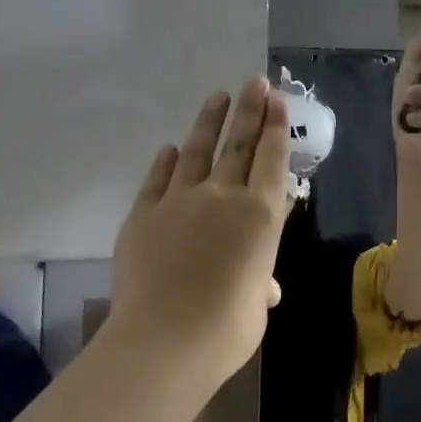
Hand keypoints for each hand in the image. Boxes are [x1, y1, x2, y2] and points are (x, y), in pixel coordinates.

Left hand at [104, 78, 291, 386]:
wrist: (165, 340)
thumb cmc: (228, 327)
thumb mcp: (257, 304)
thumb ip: (260, 283)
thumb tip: (262, 286)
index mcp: (261, 214)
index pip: (272, 158)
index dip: (275, 126)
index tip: (276, 100)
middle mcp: (224, 195)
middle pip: (239, 144)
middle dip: (249, 109)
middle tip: (255, 81)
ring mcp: (180, 200)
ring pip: (198, 150)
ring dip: (209, 121)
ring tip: (218, 97)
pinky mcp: (144, 214)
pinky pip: (158, 179)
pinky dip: (166, 161)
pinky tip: (171, 148)